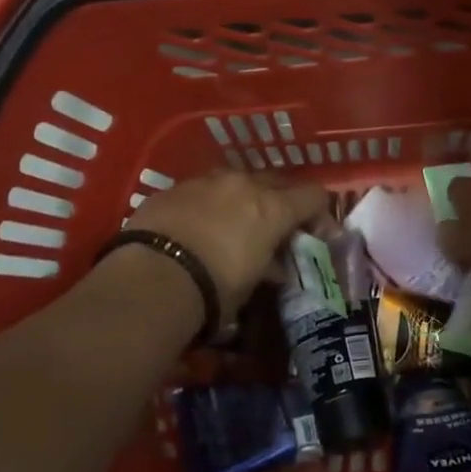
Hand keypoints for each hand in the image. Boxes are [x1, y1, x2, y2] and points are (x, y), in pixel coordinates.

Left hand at [124, 171, 328, 320]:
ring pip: (236, 181)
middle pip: (277, 181)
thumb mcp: (250, 285)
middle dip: (282, 201)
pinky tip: (196, 227)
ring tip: (233, 224)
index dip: (319, 214)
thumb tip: (273, 265)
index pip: (313, 196)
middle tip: (277, 228)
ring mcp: (205, 181)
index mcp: (272, 208)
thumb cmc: (213, 290)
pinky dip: (207, 205)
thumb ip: (267, 266)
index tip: (316, 234)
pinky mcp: (173, 188)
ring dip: (242, 198)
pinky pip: (201, 190)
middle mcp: (243, 184)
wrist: (150, 278)